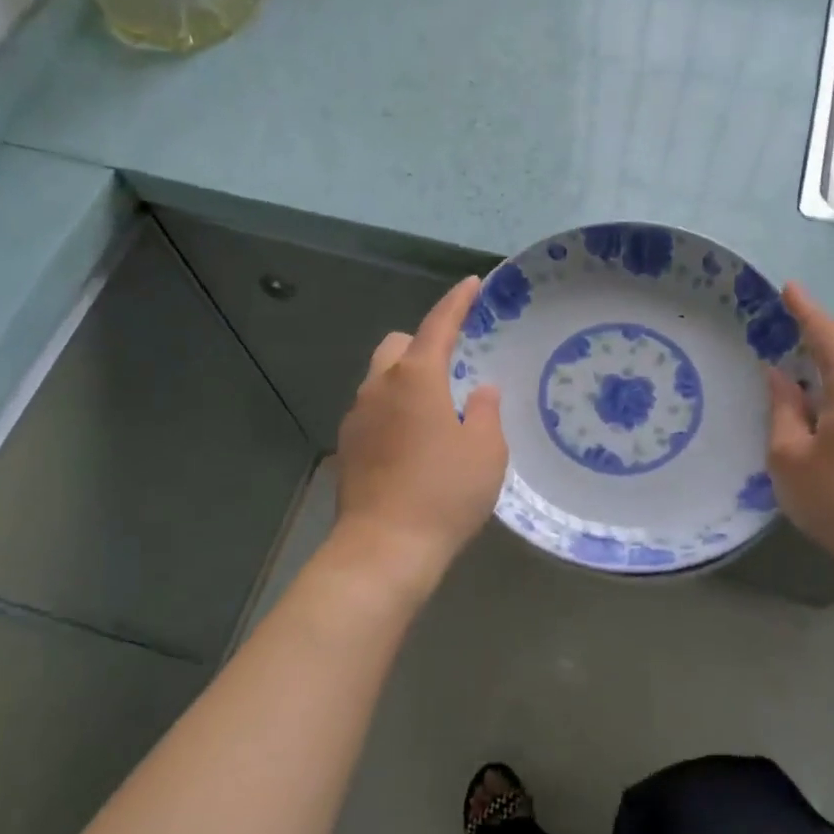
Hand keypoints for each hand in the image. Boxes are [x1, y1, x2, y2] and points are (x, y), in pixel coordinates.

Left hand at [332, 277, 507, 586]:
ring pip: (381, 379)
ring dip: (406, 382)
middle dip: (423, 345)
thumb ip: (486, 411)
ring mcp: (357, 416)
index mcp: (415, 377)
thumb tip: (479, 392)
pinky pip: (373, 411)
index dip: (457, 302)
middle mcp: (378, 386)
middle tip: (452, 369)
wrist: (384, 548)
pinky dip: (393, 411)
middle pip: (398, 346)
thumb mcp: (485, 450)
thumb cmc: (444, 492)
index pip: (437, 325)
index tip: (472, 284)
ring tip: (436, 413)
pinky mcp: (348, 446)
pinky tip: (413, 444)